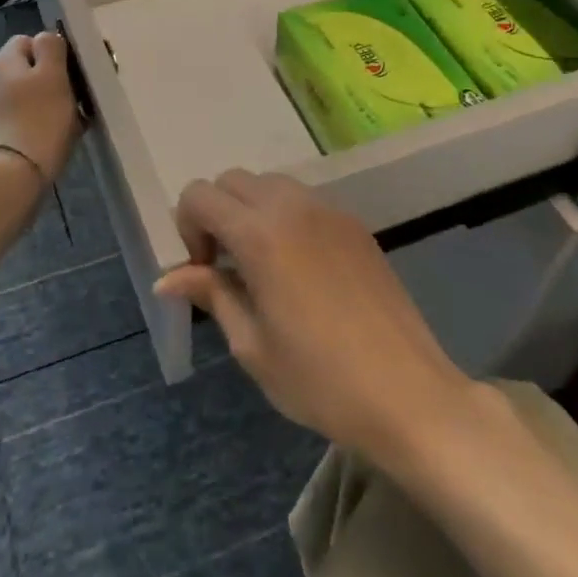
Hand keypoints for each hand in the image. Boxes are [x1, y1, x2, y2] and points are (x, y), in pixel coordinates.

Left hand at [0, 31, 81, 185]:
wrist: (12, 176)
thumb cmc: (38, 118)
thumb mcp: (52, 74)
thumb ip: (51, 47)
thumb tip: (47, 37)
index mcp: (4, 60)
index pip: (30, 39)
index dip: (54, 50)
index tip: (75, 68)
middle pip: (32, 69)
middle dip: (58, 79)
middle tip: (80, 96)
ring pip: (33, 96)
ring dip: (55, 103)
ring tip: (76, 120)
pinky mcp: (0, 134)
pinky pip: (29, 118)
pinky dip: (46, 123)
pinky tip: (63, 136)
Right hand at [155, 170, 472, 460]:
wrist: (410, 396)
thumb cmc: (320, 380)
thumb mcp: (252, 346)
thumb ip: (211, 294)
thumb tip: (167, 278)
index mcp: (259, 233)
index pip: (199, 195)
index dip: (187, 228)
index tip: (203, 271)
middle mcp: (292, 206)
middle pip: (232, 181)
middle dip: (216, 214)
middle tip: (226, 267)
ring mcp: (328, 210)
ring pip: (270, 184)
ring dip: (251, 211)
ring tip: (263, 266)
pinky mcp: (354, 224)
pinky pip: (304, 201)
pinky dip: (285, 218)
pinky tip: (300, 269)